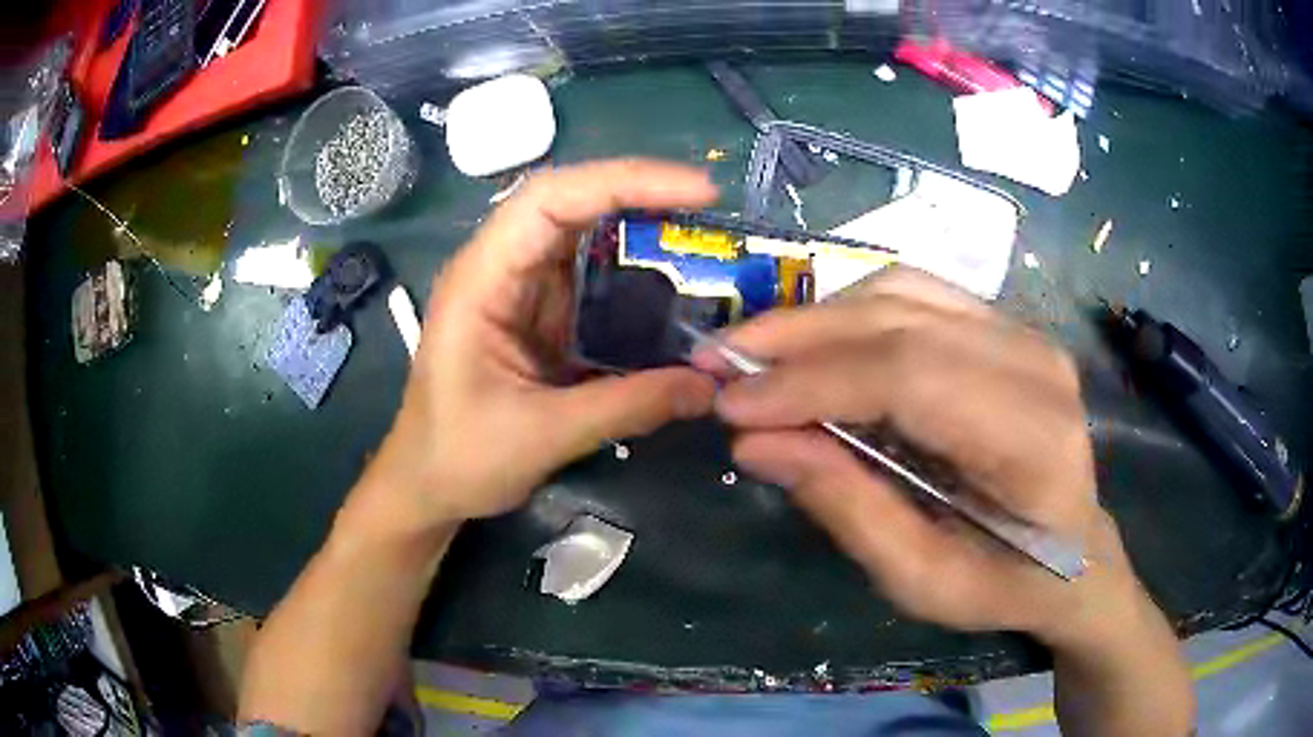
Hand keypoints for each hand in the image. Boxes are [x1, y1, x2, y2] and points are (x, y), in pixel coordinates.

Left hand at [361, 160, 717, 531]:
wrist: (427, 484)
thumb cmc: (460, 457)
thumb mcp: (543, 436)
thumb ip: (626, 407)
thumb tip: (708, 387)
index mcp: (481, 280)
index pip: (549, 200)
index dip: (623, 181)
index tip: (696, 191)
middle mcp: (499, 267)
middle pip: (569, 201)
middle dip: (640, 192)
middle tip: (708, 201)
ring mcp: (518, 288)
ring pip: (582, 231)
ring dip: (639, 224)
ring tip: (700, 231)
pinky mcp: (538, 312)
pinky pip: (589, 272)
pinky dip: (632, 267)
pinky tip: (671, 276)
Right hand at [705, 268, 1140, 641]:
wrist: (1075, 556)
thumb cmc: (1007, 583)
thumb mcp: (923, 582)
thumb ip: (848, 509)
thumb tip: (756, 445)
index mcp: (1031, 439)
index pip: (910, 375)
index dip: (812, 381)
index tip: (731, 404)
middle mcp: (1035, 363)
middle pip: (901, 318)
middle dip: (798, 337)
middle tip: (720, 363)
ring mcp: (1025, 334)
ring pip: (902, 290)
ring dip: (819, 318)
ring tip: (756, 355)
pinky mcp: (1006, 327)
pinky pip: (916, 295)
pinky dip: (852, 314)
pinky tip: (815, 347)